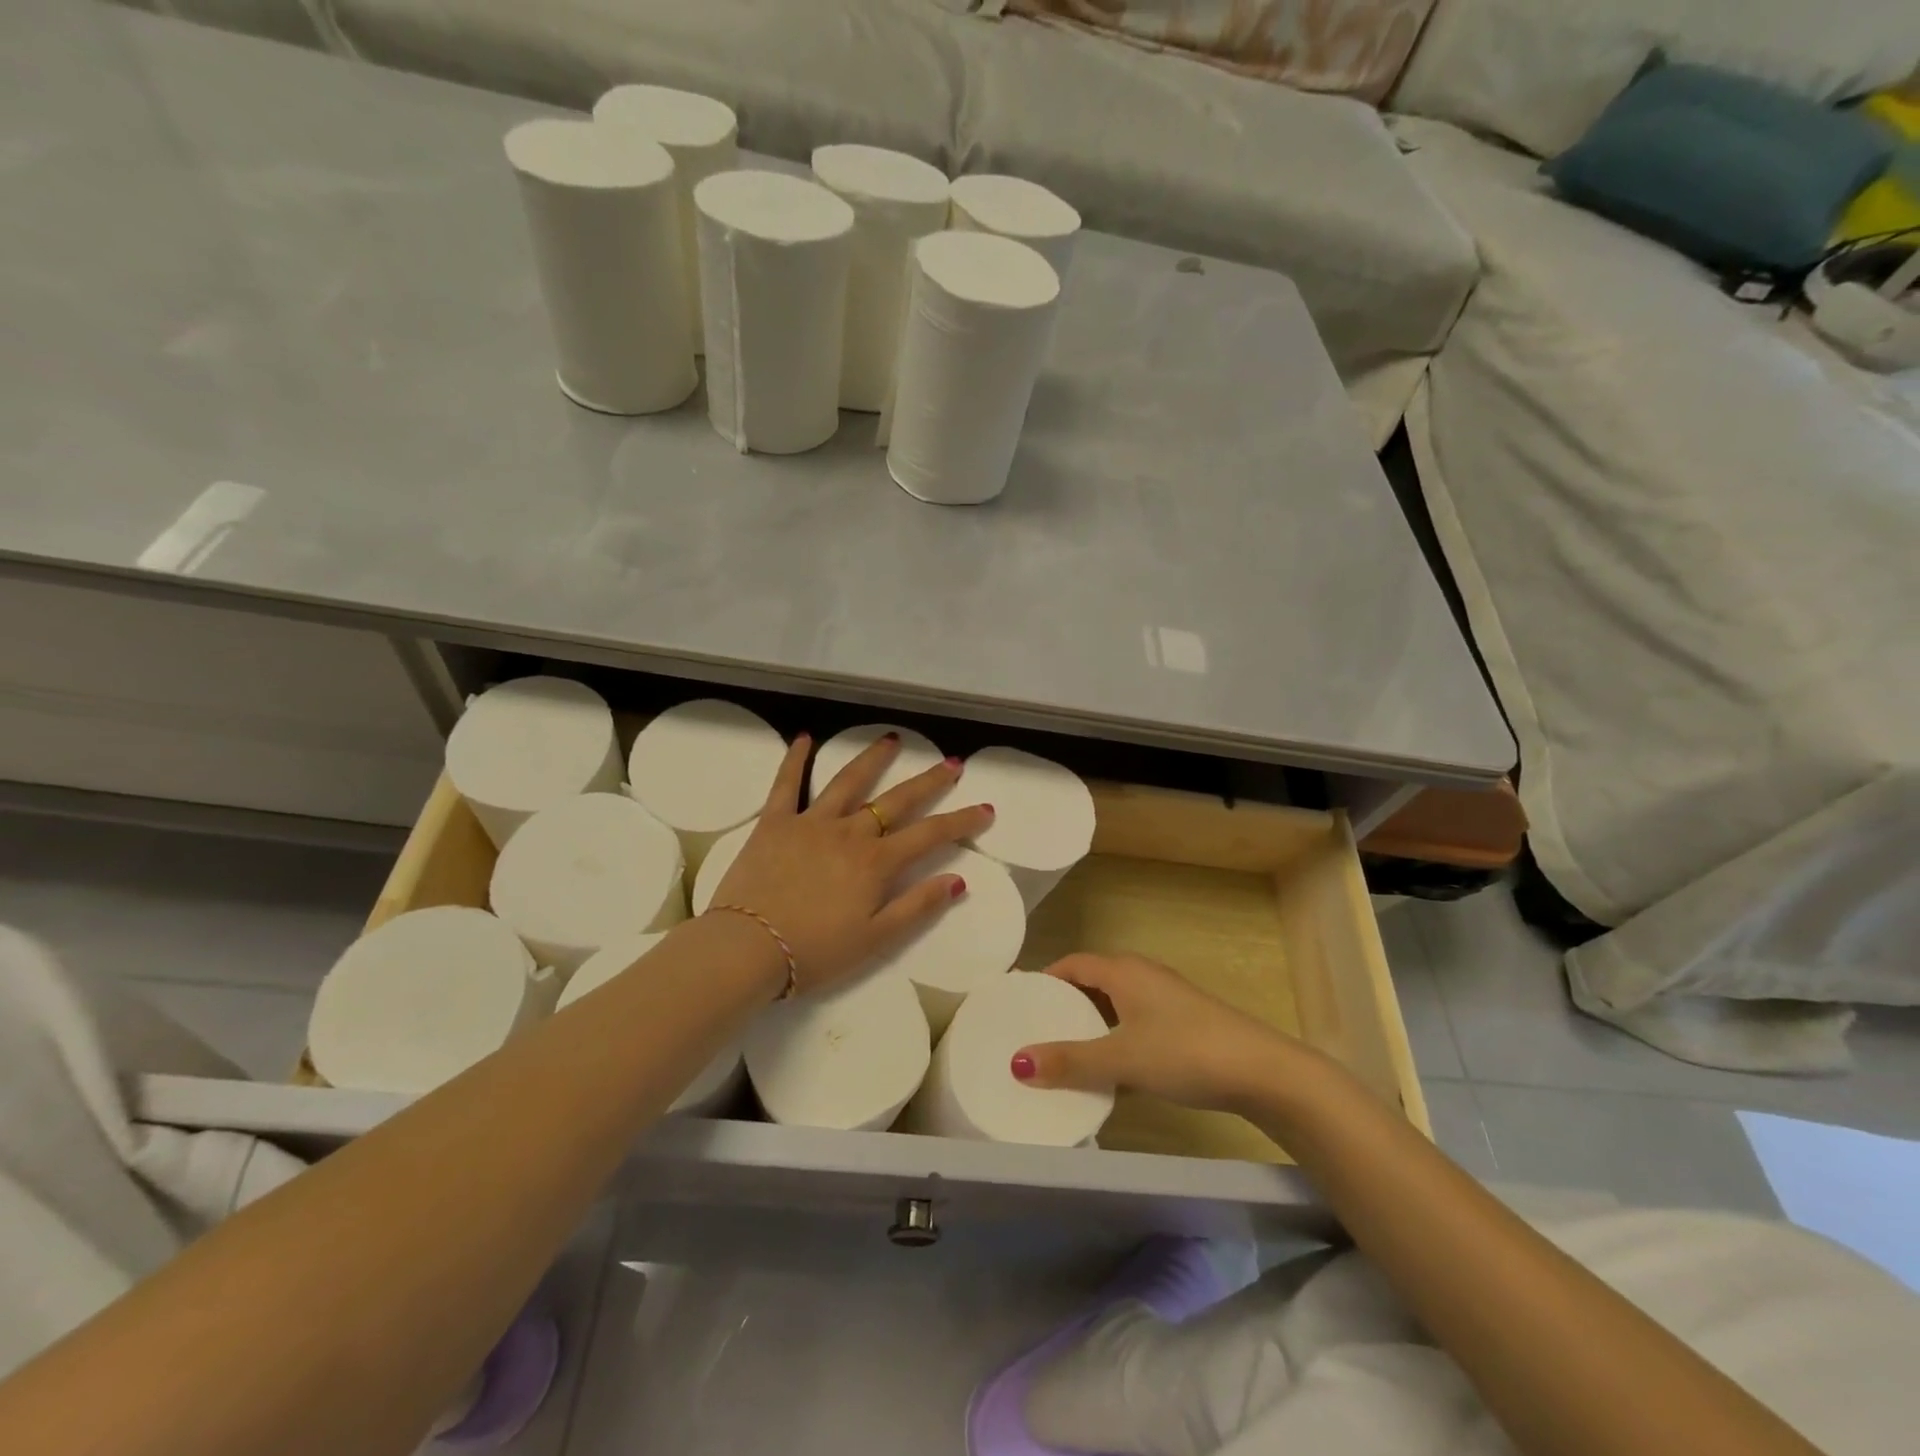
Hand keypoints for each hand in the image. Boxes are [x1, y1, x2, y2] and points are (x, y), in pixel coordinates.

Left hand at [709, 733, 993, 995]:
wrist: (747, 949)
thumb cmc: (814, 952)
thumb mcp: (875, 939)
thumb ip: (917, 906)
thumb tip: (957, 880)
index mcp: (876, 862)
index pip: (930, 835)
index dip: (961, 821)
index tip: (985, 808)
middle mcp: (849, 832)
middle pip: (897, 800)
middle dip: (928, 781)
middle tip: (951, 763)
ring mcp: (811, 822)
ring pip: (848, 782)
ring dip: (873, 759)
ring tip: (892, 739)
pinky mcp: (774, 822)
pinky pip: (786, 784)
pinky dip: (796, 759)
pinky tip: (806, 737)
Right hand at [1012, 954, 1306, 1112]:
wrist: (1262, 1071)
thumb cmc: (1184, 1051)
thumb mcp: (1121, 1059)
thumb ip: (1070, 1061)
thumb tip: (1017, 1062)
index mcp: (1124, 971)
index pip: (1073, 964)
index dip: (1046, 979)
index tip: (1020, 1002)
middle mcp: (1143, 977)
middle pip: (1093, 983)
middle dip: (1065, 1005)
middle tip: (1035, 1031)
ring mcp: (1167, 1001)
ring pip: (1116, 1007)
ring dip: (1091, 1027)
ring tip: (1065, 1055)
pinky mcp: (1184, 1025)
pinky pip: (1136, 1026)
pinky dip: (1117, 1042)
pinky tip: (1111, 1074)